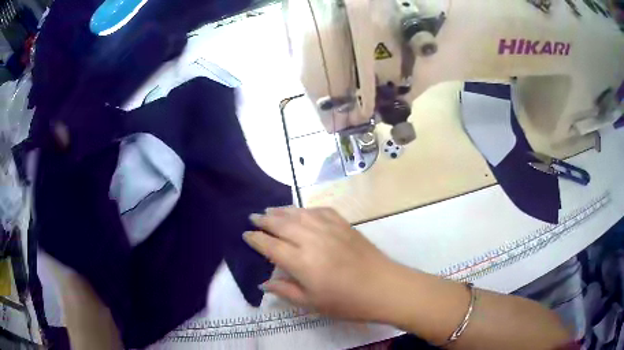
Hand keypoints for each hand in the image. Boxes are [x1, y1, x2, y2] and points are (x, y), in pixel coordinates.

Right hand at [244, 207, 397, 321]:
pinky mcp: (344, 224)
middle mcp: (312, 239)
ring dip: (282, 211)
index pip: (270, 245)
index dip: (256, 239)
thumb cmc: (346, 302)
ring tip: (270, 210)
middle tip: (253, 217)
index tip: (246, 235)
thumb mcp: (311, 304)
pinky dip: (306, 209)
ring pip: (299, 214)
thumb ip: (285, 291)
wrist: (384, 287)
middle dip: (264, 220)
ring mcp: (330, 228)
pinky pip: (320, 210)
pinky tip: (302, 211)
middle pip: (281, 224)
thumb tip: (264, 284)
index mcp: (301, 262)